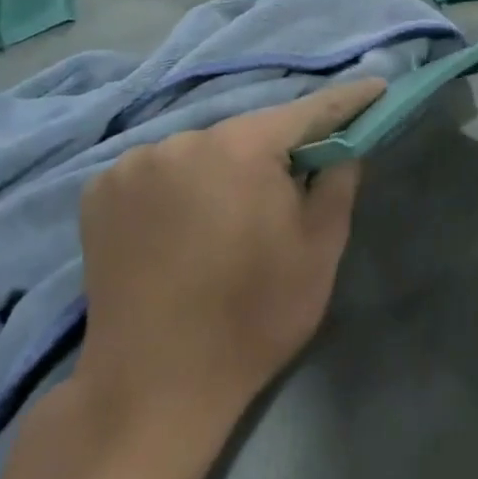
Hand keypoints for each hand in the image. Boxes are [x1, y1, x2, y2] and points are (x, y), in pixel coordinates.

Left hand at [74, 79, 385, 437]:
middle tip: (300, 179)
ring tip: (235, 213)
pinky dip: (184, 183)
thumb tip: (344, 145)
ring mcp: (134, 164)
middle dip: (280, 148)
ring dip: (228, 167)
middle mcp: (184, 140)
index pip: (309, 110)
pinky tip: (186, 222)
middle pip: (251, 131)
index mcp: (242, 148)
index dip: (347, 100)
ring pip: (205, 149)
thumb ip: (340, 180)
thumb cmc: (253, 316)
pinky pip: (162, 169)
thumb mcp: (321, 247)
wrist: (152, 390)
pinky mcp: (100, 192)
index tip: (377, 89)